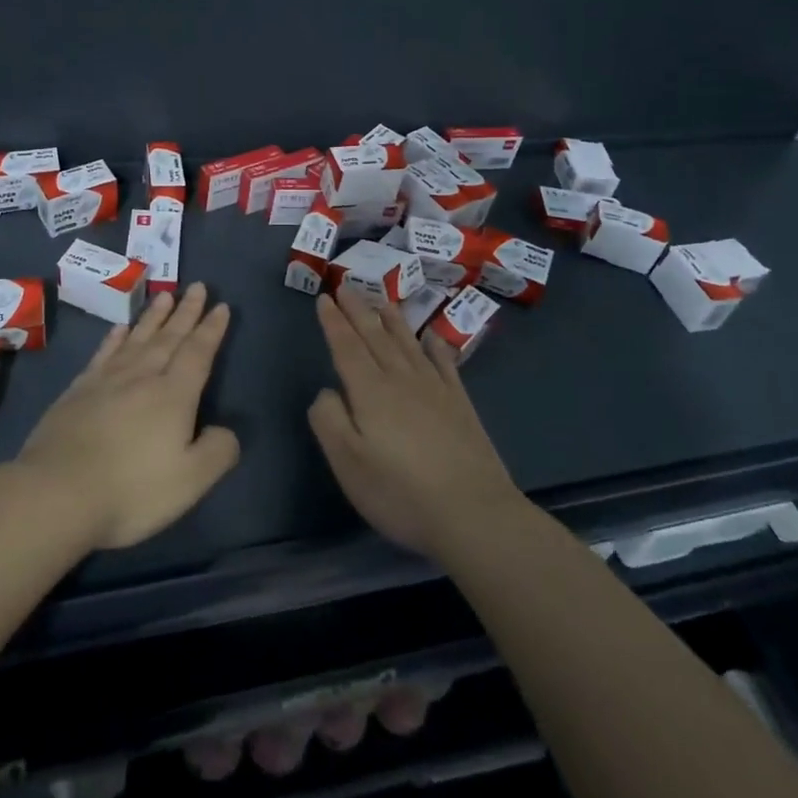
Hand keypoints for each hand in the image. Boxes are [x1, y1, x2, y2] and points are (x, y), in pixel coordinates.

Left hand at [16, 282, 239, 549]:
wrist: (56, 493)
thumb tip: (226, 431)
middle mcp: (142, 377)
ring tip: (165, 295)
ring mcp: (106, 381)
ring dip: (154, 316)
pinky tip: (119, 329)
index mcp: (173, 395)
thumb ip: (217, 452)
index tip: (221, 306)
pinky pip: (103, 354)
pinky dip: (114, 338)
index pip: (198, 353)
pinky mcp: (78, 391)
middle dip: (186, 312)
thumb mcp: (190, 480)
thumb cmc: (131, 489)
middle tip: (198, 286)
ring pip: (137, 338)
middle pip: (169, 337)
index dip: (211, 329)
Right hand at [308, 290, 525, 557]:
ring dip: (392, 319)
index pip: (346, 346)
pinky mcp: (460, 404)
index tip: (324, 297)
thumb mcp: (348, 463)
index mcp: (370, 391)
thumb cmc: (400, 492)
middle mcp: (401, 379)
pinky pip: (444, 363)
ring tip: (382, 300)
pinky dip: (435, 346)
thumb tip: (327, 391)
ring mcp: (435, 389)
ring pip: (408, 343)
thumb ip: (329, 420)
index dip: (334, 321)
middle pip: (376, 336)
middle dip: (359, 309)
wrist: (473, 512)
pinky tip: (431, 337)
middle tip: (347, 285)